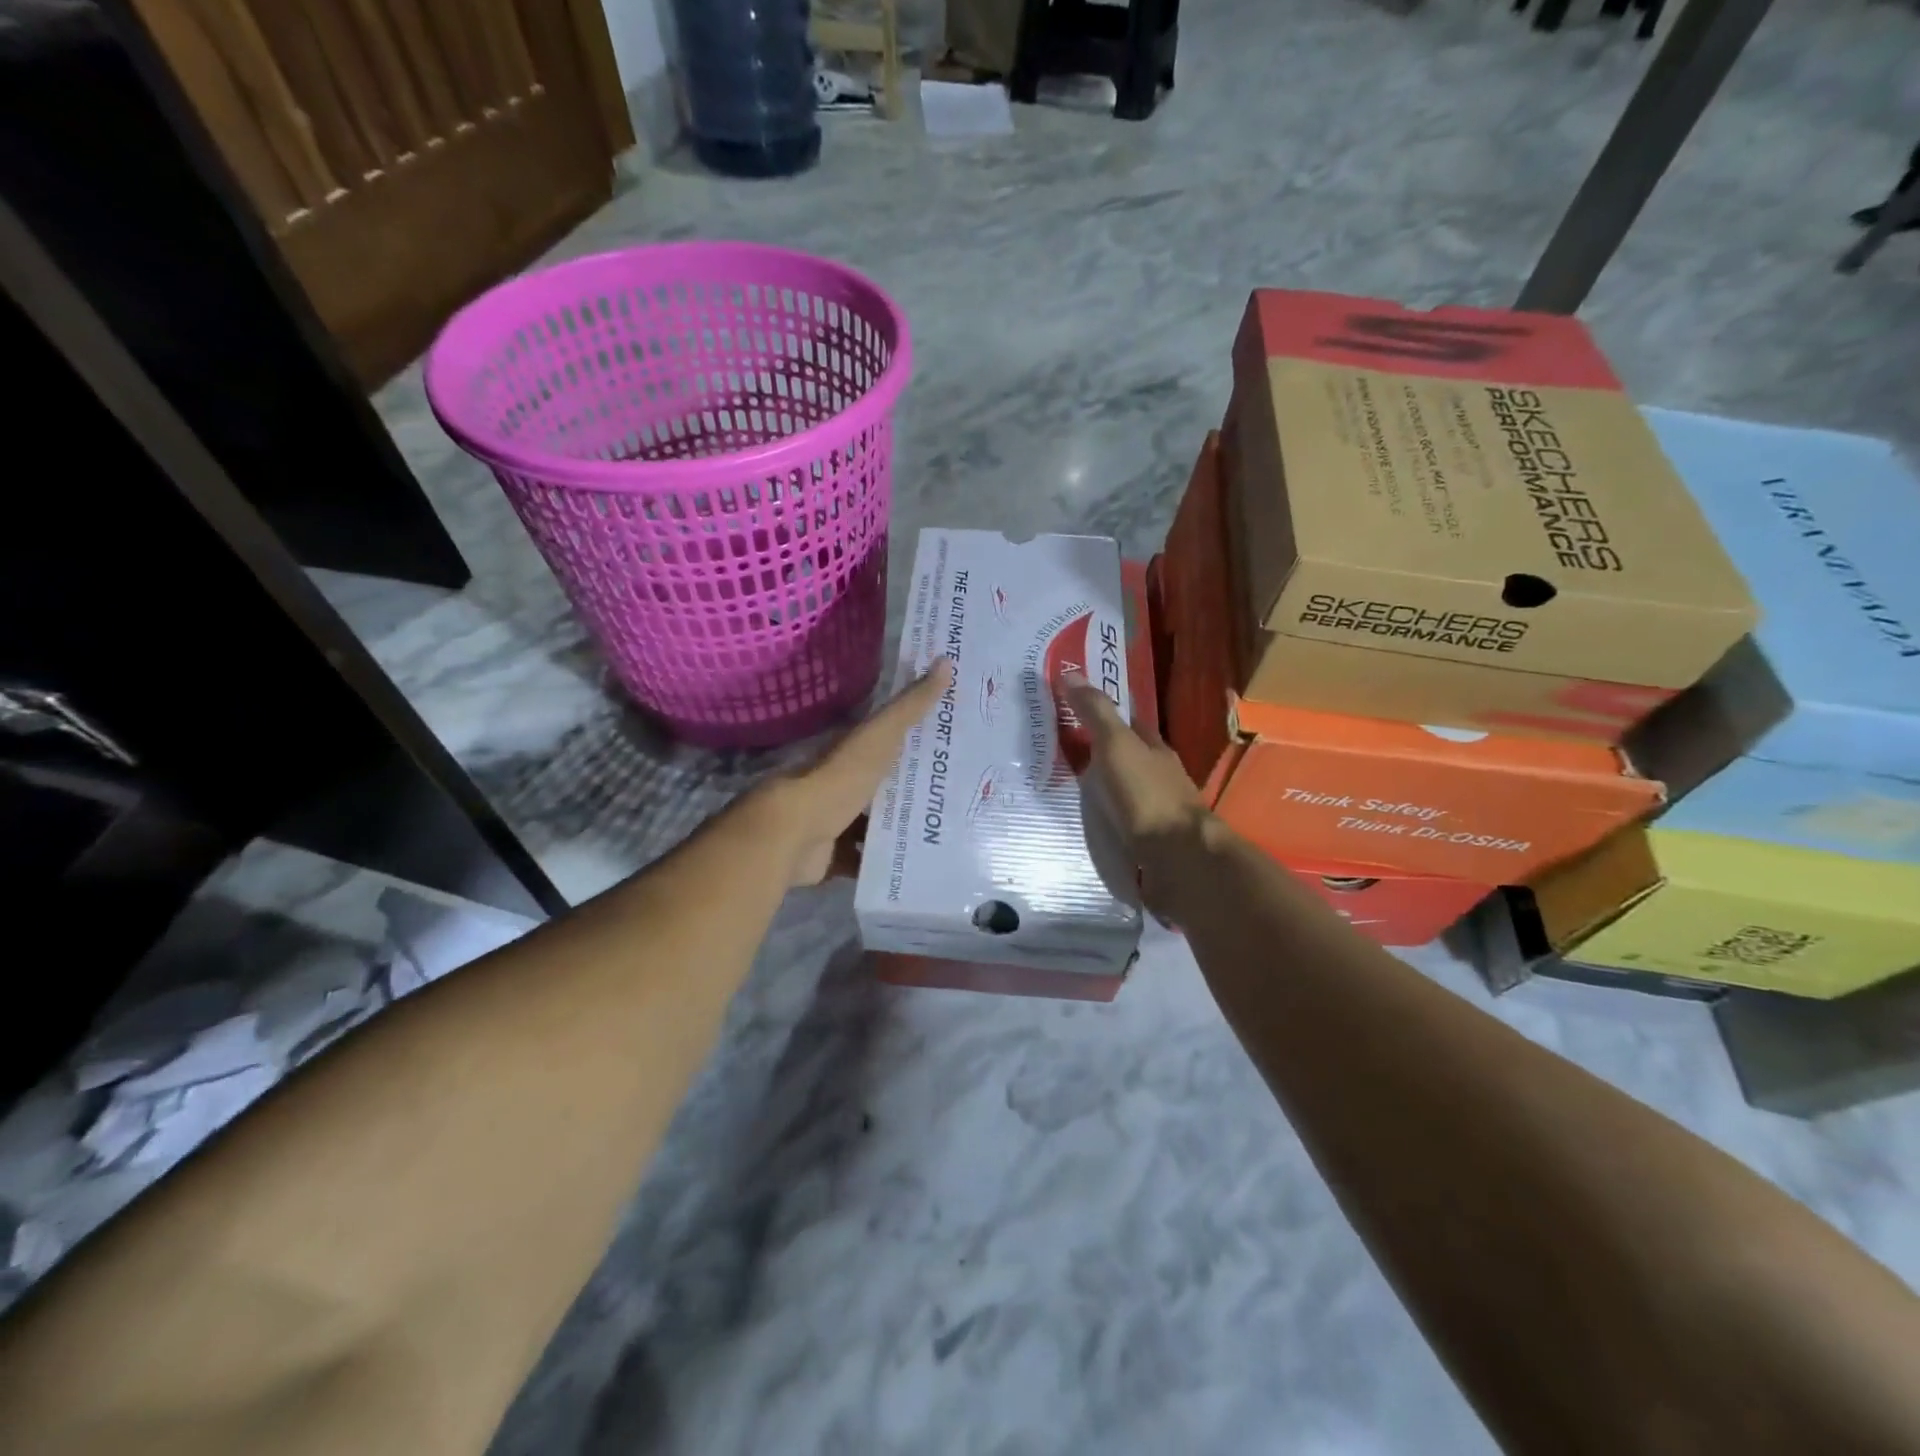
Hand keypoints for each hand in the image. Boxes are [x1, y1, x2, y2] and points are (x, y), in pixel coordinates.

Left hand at [759, 658, 954, 887]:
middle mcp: (841, 785)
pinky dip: (880, 863)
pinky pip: (861, 861)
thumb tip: (945, 661)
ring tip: (944, 834)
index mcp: (851, 754)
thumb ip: (910, 706)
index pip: (888, 741)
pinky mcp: (831, 858)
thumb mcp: (879, 737)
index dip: (918, 740)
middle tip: (958, 796)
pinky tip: (913, 864)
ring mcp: (833, 823)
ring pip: (872, 825)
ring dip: (899, 828)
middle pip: (882, 786)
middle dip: (912, 791)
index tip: (953, 745)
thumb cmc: (838, 780)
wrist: (792, 834)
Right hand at [1061, 671, 1216, 915]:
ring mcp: (1158, 811)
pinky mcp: (1152, 842)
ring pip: (1126, 791)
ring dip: (1103, 789)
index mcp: (1155, 749)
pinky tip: (1090, 824)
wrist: (1179, 858)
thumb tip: (1070, 672)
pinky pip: (1123, 821)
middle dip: (1101, 754)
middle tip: (1062, 753)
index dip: (1105, 714)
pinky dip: (1107, 818)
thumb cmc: (1146, 794)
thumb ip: (1096, 713)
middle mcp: (1160, 776)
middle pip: (1128, 758)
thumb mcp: (1116, 745)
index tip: (1075, 710)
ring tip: (1068, 791)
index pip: (1130, 723)